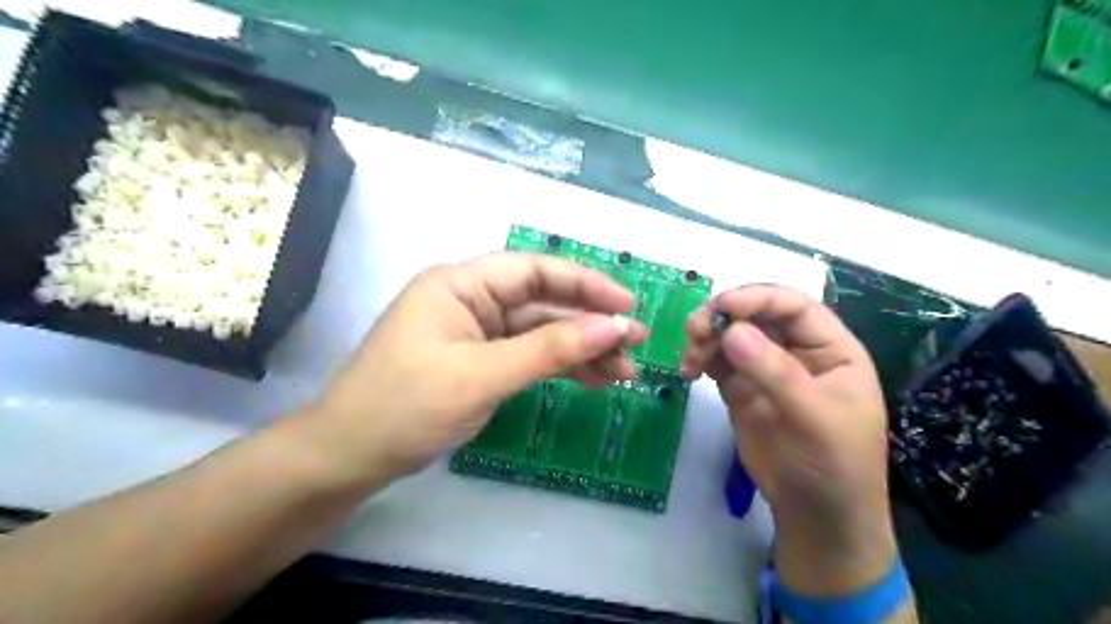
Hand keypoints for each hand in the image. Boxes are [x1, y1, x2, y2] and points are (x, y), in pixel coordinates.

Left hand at [304, 250, 653, 478]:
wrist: (351, 456)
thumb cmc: (407, 406)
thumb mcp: (483, 375)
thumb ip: (550, 349)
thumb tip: (613, 327)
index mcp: (461, 284)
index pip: (535, 271)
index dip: (585, 284)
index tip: (627, 306)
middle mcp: (470, 300)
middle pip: (542, 303)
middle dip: (589, 323)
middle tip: (635, 345)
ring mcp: (475, 332)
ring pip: (540, 332)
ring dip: (580, 349)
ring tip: (623, 372)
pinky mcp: (478, 361)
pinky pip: (528, 356)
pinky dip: (558, 367)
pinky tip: (591, 379)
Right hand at [682, 285, 895, 597]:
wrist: (816, 517)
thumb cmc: (834, 466)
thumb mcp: (814, 419)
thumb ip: (775, 374)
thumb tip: (731, 331)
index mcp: (830, 349)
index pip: (794, 306)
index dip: (757, 298)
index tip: (721, 306)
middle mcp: (797, 351)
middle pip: (756, 315)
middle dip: (724, 316)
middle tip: (695, 330)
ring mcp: (766, 369)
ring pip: (731, 335)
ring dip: (706, 336)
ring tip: (690, 356)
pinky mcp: (741, 389)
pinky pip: (717, 361)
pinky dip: (700, 358)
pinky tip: (689, 371)